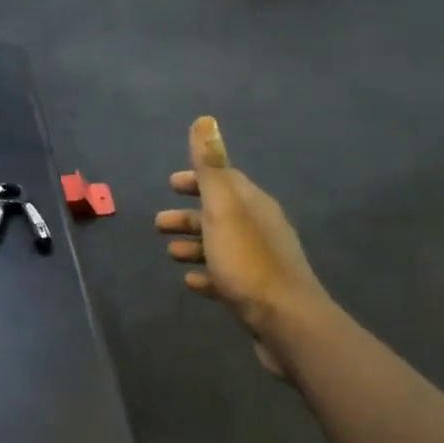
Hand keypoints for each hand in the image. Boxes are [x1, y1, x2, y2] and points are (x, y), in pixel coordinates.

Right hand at [157, 116, 329, 377]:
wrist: (285, 322)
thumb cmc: (248, 261)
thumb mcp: (224, 209)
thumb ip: (211, 167)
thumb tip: (205, 120)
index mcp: (254, 205)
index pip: (225, 180)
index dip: (197, 179)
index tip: (171, 183)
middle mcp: (260, 229)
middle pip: (220, 214)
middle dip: (189, 215)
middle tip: (157, 223)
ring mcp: (259, 263)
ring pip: (221, 246)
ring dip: (194, 245)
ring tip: (169, 253)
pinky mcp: (256, 294)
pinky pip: (226, 277)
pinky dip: (206, 274)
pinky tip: (191, 283)